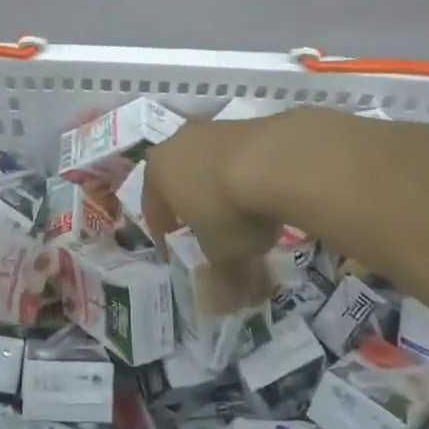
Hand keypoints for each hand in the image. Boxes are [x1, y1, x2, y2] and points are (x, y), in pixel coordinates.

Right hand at [143, 116, 288, 311]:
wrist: (276, 159)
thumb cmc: (230, 210)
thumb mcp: (224, 256)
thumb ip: (221, 280)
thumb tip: (221, 306)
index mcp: (157, 172)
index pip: (152, 207)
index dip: (162, 234)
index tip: (171, 252)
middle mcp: (178, 143)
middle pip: (178, 178)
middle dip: (190, 204)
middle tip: (204, 230)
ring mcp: (212, 128)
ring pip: (209, 163)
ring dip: (220, 186)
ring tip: (241, 213)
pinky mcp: (246, 122)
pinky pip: (239, 155)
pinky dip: (246, 173)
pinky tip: (264, 192)